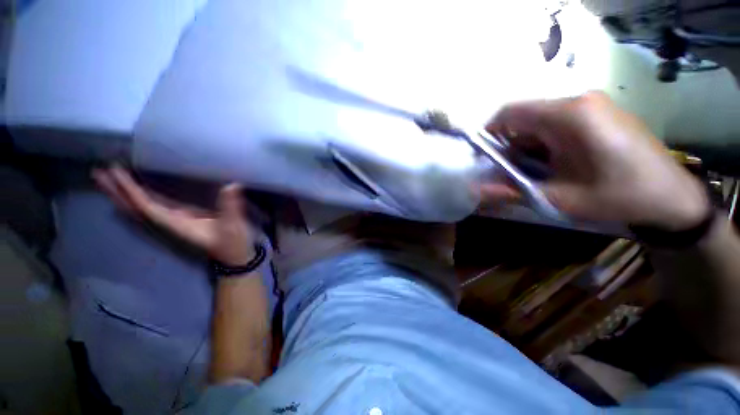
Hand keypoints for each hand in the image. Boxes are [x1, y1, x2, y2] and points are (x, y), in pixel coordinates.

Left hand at [93, 166, 257, 264]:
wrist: (234, 256)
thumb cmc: (234, 243)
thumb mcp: (234, 226)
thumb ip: (231, 207)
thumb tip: (231, 185)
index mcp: (178, 224)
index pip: (147, 206)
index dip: (131, 190)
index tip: (116, 171)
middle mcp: (170, 223)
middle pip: (135, 208)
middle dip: (116, 192)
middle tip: (98, 172)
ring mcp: (174, 222)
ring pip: (141, 208)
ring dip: (123, 194)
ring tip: (107, 177)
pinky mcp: (182, 219)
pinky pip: (153, 207)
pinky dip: (139, 197)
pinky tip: (135, 189)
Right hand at [482, 91, 709, 229]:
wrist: (671, 196)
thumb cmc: (618, 196)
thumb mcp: (559, 199)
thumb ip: (512, 192)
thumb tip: (476, 192)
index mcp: (568, 115)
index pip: (510, 112)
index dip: (489, 132)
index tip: (483, 156)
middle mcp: (578, 101)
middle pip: (523, 117)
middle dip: (509, 144)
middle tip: (510, 172)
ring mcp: (591, 104)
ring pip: (539, 121)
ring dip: (527, 145)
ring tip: (534, 171)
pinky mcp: (598, 112)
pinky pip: (556, 122)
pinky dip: (544, 142)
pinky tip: (554, 163)